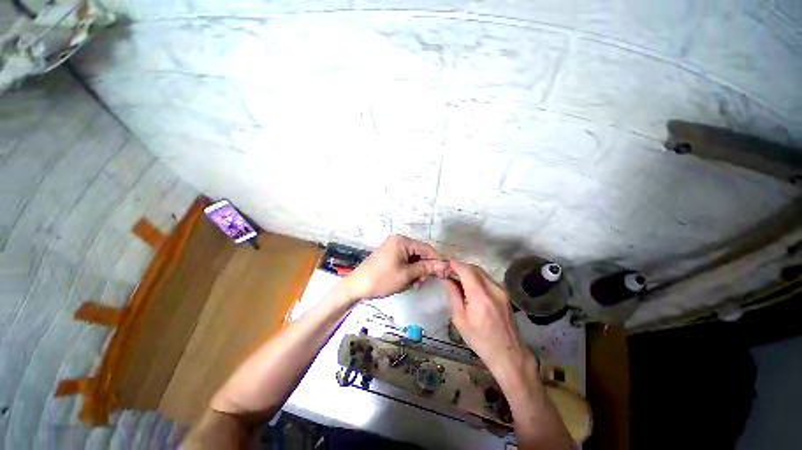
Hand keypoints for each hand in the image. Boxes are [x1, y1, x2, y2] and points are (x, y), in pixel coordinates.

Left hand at [343, 235, 448, 300]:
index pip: (427, 248)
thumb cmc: (382, 279)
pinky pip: (405, 260)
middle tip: (423, 282)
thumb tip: (444, 265)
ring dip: (417, 271)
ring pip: (413, 258)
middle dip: (425, 268)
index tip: (444, 274)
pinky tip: (408, 281)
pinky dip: (409, 270)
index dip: (437, 261)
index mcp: (403, 241)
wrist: (357, 286)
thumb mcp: (406, 275)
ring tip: (415, 284)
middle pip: (420, 253)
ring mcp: (393, 247)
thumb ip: (426, 268)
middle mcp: (399, 241)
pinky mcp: (390, 255)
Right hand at [444, 260, 534, 374]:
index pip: (466, 271)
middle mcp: (493, 289)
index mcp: (480, 297)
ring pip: (482, 272)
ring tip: (458, 279)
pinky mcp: (505, 293)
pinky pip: (488, 279)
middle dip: (461, 267)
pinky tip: (471, 286)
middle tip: (449, 272)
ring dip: (469, 272)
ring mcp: (502, 290)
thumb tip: (447, 279)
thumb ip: (453, 295)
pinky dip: (477, 278)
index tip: (446, 263)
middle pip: (475, 268)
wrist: (508, 352)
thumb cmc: (479, 339)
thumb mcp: (460, 319)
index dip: (455, 264)